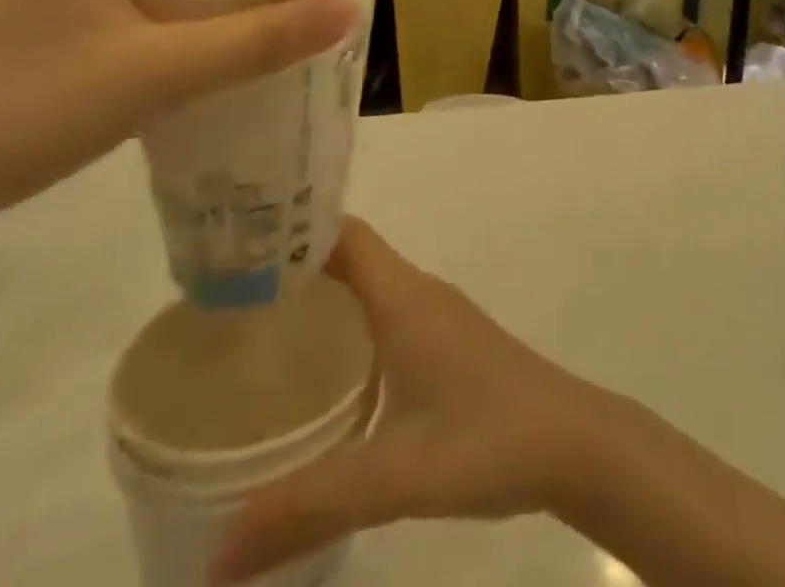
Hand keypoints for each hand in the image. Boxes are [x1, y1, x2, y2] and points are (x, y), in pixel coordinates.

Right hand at [213, 217, 604, 583]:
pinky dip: (346, 335)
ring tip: (254, 341)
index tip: (234, 249)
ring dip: (319, 306)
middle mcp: (418, 294)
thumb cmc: (487, 438)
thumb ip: (306, 508)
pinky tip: (321, 383)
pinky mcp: (448, 347)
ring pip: (367, 293)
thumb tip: (212, 560)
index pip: (343, 234)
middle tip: (224, 305)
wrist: (572, 442)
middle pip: (347, 260)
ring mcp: (437, 319)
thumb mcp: (393, 475)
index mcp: (404, 296)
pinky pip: (384, 321)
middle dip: (291, 274)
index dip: (293, 230)